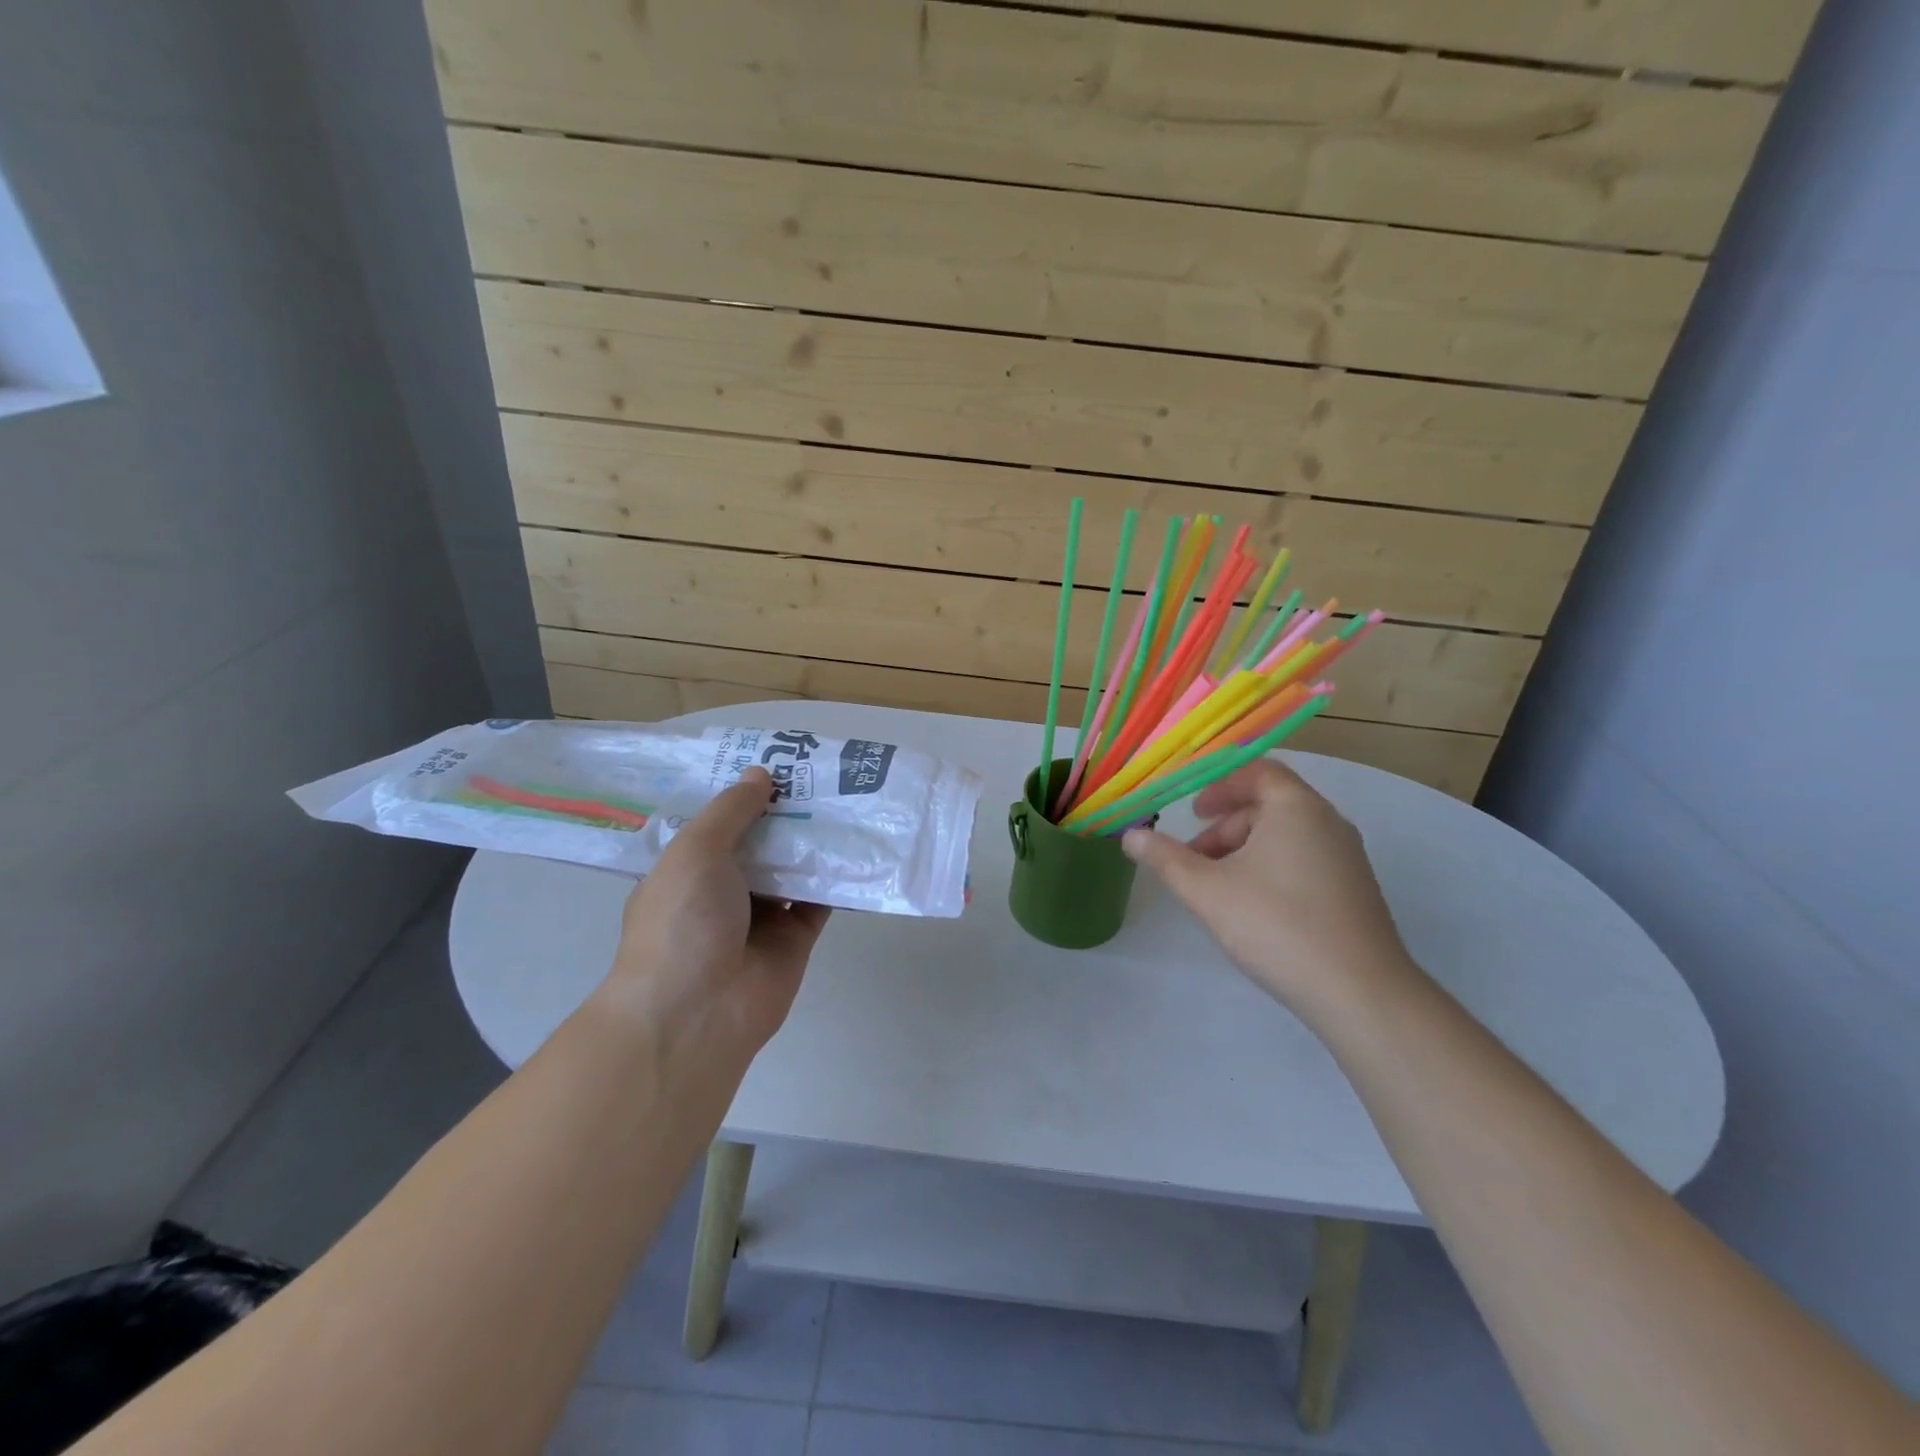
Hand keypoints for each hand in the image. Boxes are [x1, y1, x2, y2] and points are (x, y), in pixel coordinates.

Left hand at [602, 768, 830, 1058]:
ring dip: (814, 840)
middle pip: (760, 842)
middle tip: (821, 773)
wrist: (698, 1013)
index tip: (774, 760)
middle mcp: (722, 890)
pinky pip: (819, 900)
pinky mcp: (795, 938)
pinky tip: (859, 844)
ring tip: (846, 798)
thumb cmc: (681, 923)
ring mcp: (760, 916)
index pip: (717, 823)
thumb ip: (731, 811)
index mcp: (687, 869)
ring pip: (792, 868)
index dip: (743, 793)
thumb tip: (761, 773)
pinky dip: (836, 877)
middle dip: (785, 812)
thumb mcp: (695, 852)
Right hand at [1122, 760, 1421, 1025]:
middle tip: (1196, 859)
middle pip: (1269, 804)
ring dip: (1245, 850)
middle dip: (1225, 826)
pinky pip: (1305, 860)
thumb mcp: (1206, 891)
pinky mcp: (1355, 890)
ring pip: (1287, 835)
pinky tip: (1255, 910)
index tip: (1192, 811)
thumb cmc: (1276, 926)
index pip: (1257, 771)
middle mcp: (1328, 822)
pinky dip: (1272, 868)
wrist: (1360, 993)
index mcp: (1296, 808)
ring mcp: (1348, 858)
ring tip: (1219, 889)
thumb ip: (1165, 859)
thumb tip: (1130, 836)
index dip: (1219, 785)